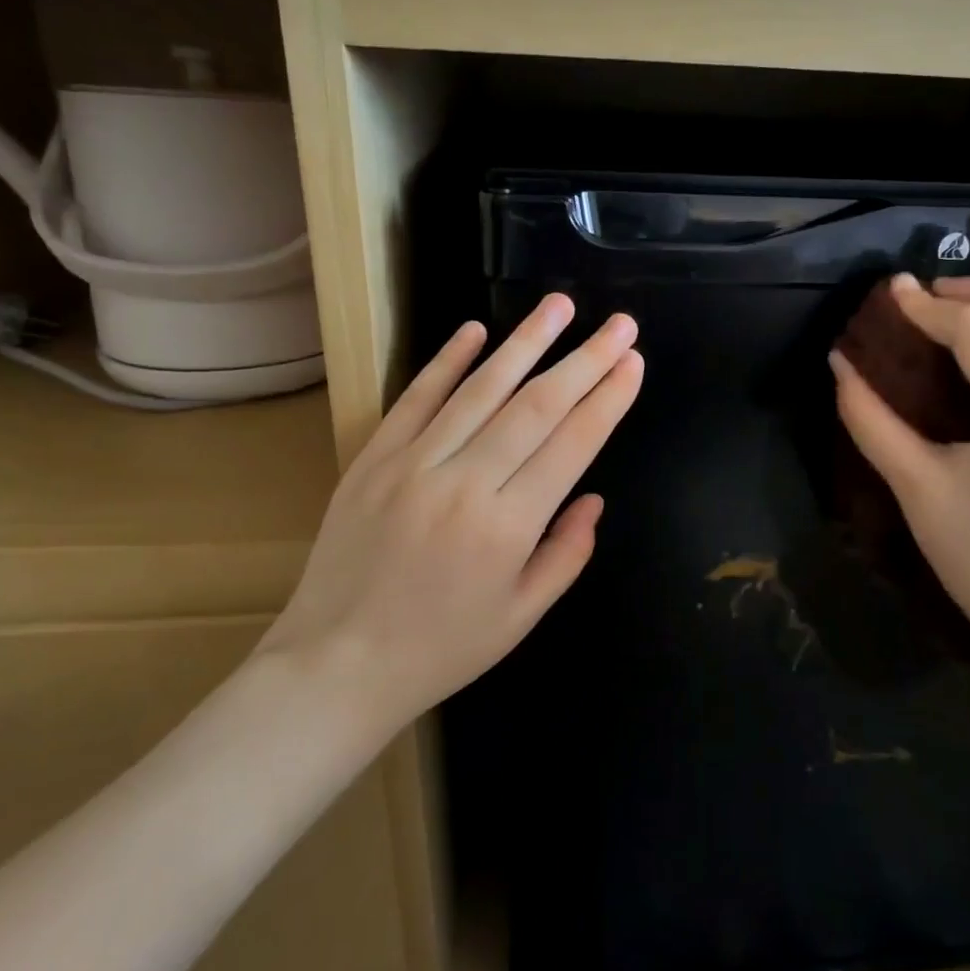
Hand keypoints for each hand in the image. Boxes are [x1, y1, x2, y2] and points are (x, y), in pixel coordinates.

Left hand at [260, 294, 642, 737]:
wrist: (336, 664)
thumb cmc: (441, 649)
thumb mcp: (521, 616)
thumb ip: (566, 554)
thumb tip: (593, 498)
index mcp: (507, 527)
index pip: (571, 445)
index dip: (607, 399)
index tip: (633, 362)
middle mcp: (464, 483)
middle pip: (536, 406)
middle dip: (585, 360)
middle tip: (620, 324)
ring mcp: (413, 464)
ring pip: (480, 389)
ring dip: (525, 342)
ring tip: (560, 306)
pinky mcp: (373, 458)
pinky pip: (416, 399)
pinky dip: (447, 361)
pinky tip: (477, 329)